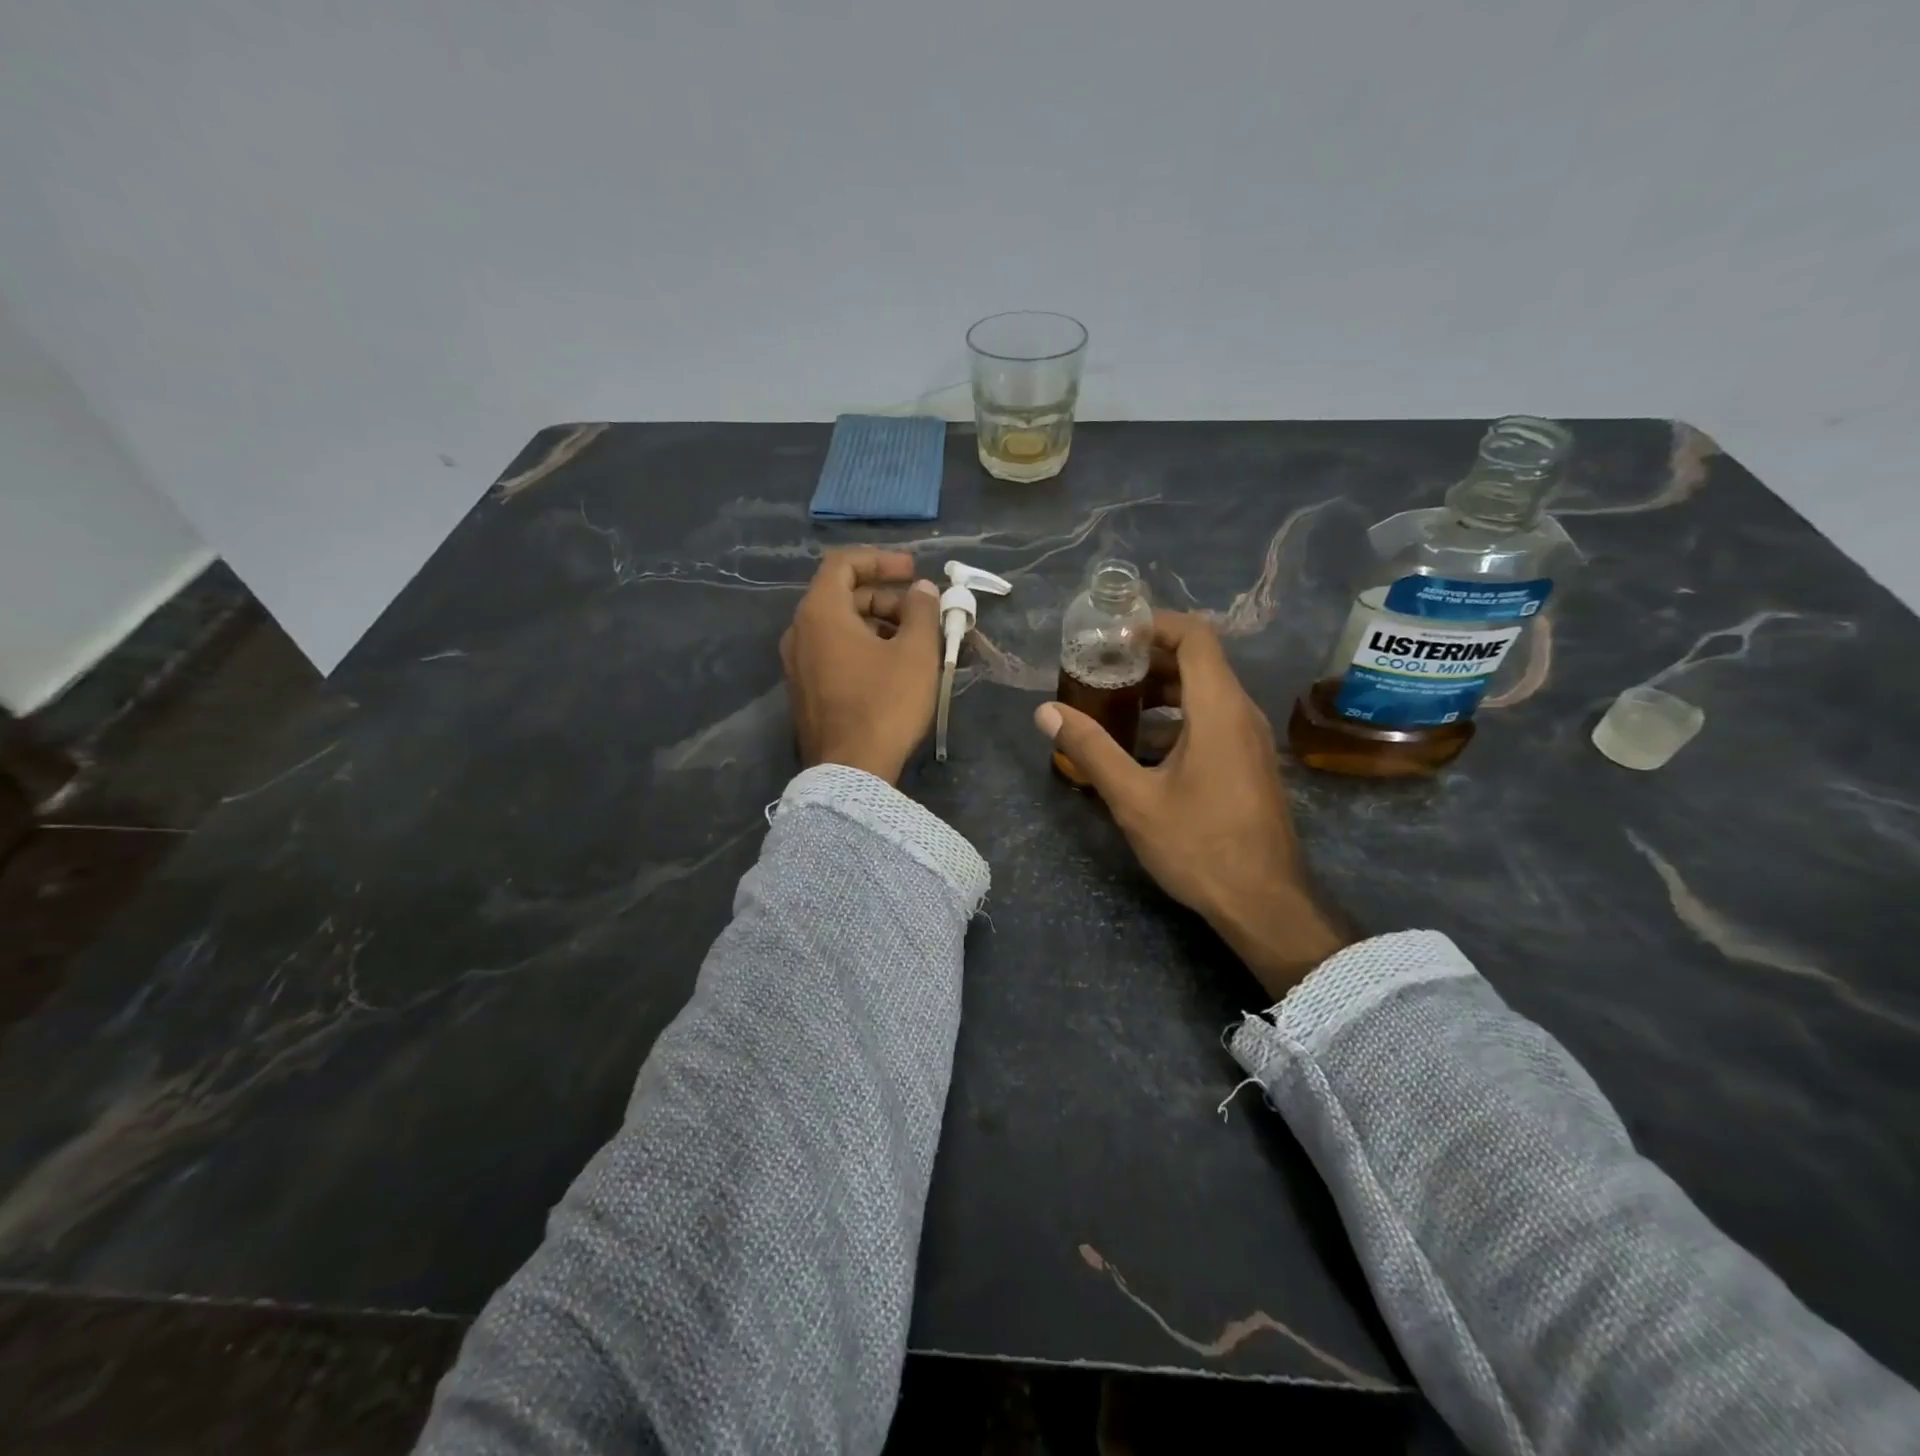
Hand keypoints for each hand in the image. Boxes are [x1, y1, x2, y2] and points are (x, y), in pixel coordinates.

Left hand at [781, 548, 942, 785]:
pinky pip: (833, 652)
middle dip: (886, 598)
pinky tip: (894, 669)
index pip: (843, 563)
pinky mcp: (805, 691)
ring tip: (915, 644)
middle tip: (923, 615)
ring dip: (878, 624)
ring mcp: (797, 665)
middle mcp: (799, 632)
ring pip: (839, 627)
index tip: (913, 571)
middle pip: (843, 595)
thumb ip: (921, 611)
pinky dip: (863, 647)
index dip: (881, 559)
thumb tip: (921, 589)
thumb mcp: (916, 653)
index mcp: (820, 613)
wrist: (850, 772)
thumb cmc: (884, 704)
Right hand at [1032, 612, 1348, 996]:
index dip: (1153, 625)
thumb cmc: (1200, 845)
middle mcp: (1241, 713)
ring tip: (1112, 705)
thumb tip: (1046, 711)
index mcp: (1219, 708)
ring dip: (1160, 691)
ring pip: (1204, 693)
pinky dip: (1175, 719)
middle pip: (1197, 661)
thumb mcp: (1134, 798)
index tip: (1111, 635)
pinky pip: (1212, 720)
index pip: (1194, 636)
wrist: (1264, 903)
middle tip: (1100, 670)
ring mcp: (1250, 740)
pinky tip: (1139, 747)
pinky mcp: (1249, 763)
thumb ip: (1090, 749)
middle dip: (1147, 659)